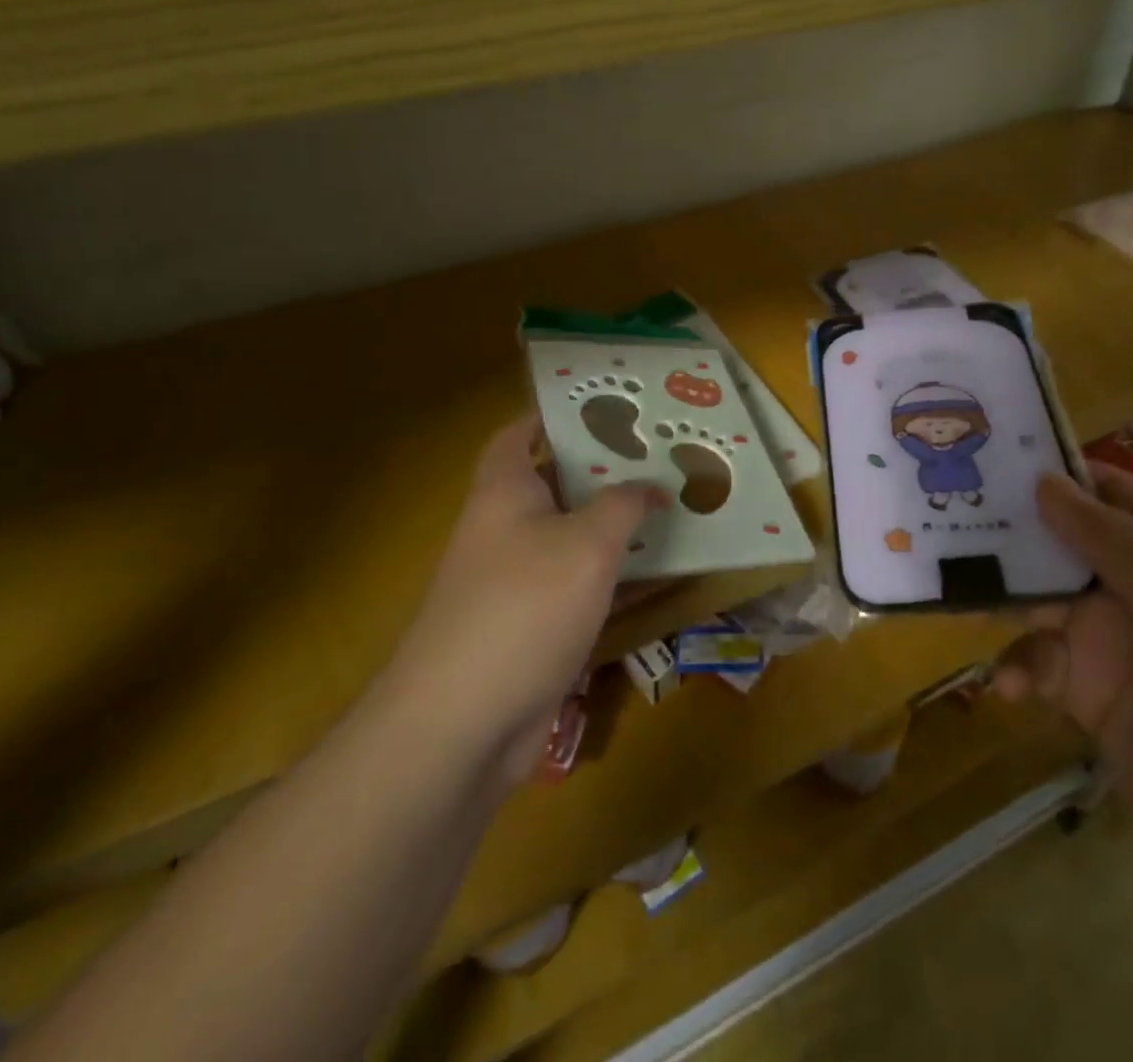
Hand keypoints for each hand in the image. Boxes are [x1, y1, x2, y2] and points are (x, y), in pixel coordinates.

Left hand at [384, 415, 665, 784]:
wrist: (463, 724)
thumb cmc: (523, 607)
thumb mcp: (587, 543)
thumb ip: (624, 505)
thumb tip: (653, 486)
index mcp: (503, 491)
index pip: (518, 434)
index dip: (554, 415)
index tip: (605, 408)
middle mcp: (505, 528)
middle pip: (555, 484)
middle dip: (604, 470)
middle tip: (660, 456)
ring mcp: (516, 581)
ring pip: (572, 537)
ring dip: (614, 525)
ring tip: (669, 505)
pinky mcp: (531, 626)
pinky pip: (578, 585)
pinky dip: (612, 575)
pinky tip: (655, 572)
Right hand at [995, 465, 1132, 928]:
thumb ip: (1116, 543)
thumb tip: (1046, 481)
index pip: (1115, 497)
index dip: (1063, 475)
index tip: (998, 458)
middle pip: (1066, 546)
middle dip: (1015, 537)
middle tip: (953, 522)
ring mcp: (1113, 644)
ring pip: (1042, 602)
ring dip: (1006, 605)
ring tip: (963, 606)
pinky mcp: (1088, 694)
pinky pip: (1039, 662)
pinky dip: (1019, 668)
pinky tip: (1008, 687)